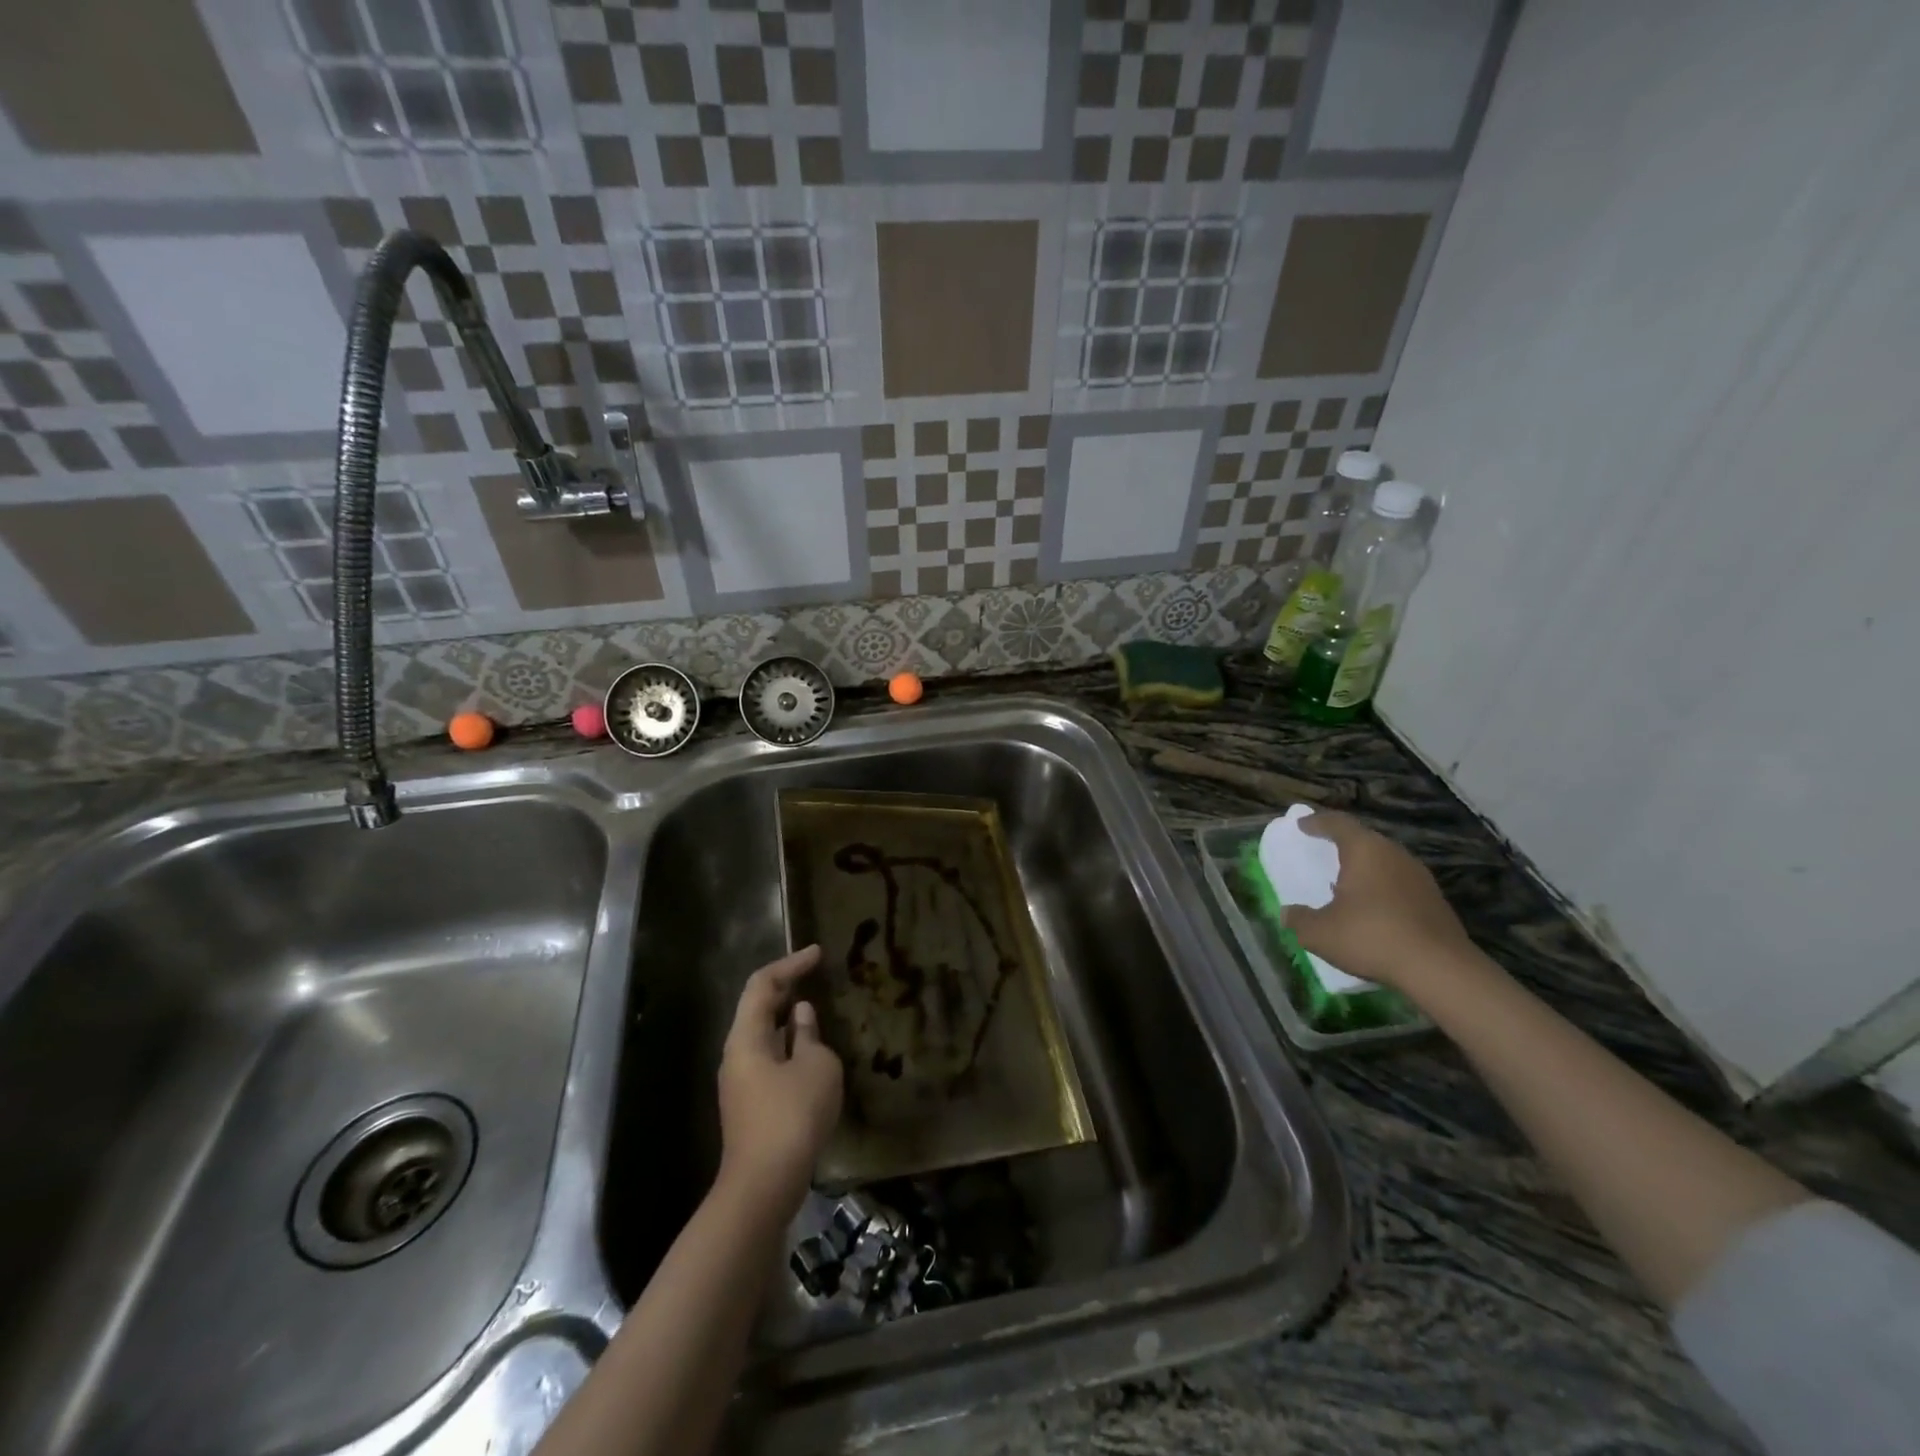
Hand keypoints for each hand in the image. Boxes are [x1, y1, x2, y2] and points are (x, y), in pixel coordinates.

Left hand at [716, 945, 842, 1212]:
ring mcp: (740, 1081)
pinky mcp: (750, 1104)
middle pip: (757, 1007)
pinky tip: (809, 1049)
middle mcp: (736, 1054)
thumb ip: (809, 1035)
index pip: (763, 985)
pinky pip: (769, 1057)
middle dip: (785, 987)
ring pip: (762, 1034)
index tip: (817, 953)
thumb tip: (801, 1016)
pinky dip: (788, 1042)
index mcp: (746, 1037)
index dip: (790, 964)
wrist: (764, 1186)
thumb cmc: (792, 1115)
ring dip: (787, 1016)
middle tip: (814, 972)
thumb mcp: (816, 1067)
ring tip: (815, 1006)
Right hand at [1281, 811, 1475, 995]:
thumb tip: (1287, 913)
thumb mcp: (1320, 933)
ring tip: (1345, 882)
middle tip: (1322, 851)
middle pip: (1364, 839)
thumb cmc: (1371, 937)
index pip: (1337, 823)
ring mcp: (1419, 876)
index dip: (1317, 822)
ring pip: (1384, 861)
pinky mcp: (1434, 900)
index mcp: (1364, 850)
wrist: (1440, 969)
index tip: (1302, 825)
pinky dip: (1381, 887)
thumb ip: (1299, 919)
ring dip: (1364, 867)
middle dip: (1342, 843)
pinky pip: (1399, 882)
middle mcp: (1394, 854)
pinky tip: (1372, 908)